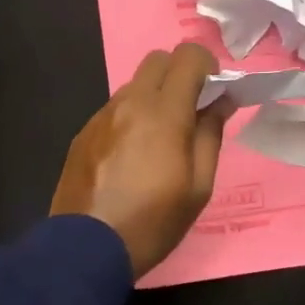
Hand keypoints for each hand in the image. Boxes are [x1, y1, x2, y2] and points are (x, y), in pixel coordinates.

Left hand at [50, 42, 228, 277]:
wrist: (86, 248)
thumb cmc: (153, 222)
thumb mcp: (198, 187)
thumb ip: (210, 134)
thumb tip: (221, 101)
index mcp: (164, 113)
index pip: (188, 56)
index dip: (207, 66)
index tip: (213, 93)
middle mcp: (130, 103)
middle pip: (157, 59)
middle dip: (180, 73)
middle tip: (191, 110)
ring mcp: (102, 115)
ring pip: (134, 83)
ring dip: (154, 95)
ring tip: (160, 138)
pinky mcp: (84, 132)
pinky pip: (114, 108)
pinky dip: (131, 116)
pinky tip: (131, 155)